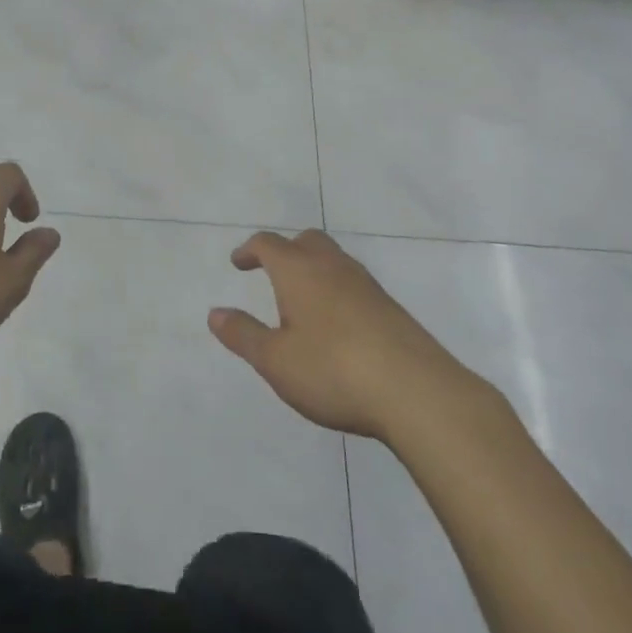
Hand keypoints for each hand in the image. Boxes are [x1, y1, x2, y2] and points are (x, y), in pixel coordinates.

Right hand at [209, 229, 483, 443]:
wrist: (416, 392)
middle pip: (306, 241)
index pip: (268, 244)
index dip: (250, 250)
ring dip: (315, 270)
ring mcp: (366, 285)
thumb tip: (214, 313)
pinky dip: (338, 292)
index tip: (239, 262)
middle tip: (273, 272)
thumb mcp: (276, 360)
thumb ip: (243, 334)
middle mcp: (332, 266)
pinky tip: (339, 325)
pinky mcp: (391, 308)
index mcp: (298, 270)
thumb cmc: (333, 370)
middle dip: (286, 250)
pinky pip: (355, 285)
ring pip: (334, 260)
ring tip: (304, 301)